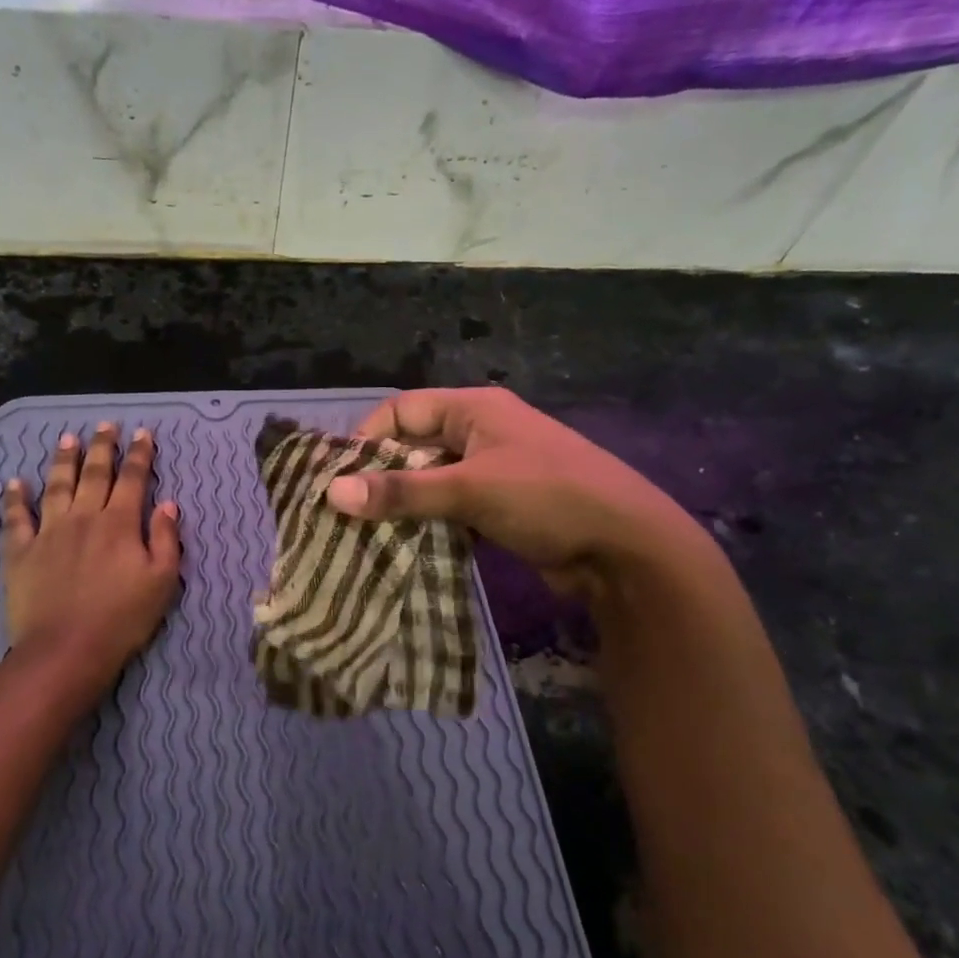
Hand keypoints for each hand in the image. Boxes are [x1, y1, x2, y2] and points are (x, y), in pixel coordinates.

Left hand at [1, 423, 181, 687]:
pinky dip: (15, 497)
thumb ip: (166, 539)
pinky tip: (16, 481)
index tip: (143, 433)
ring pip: (56, 485)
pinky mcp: (20, 551)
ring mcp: (49, 531)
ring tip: (67, 438)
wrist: (66, 648)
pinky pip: (16, 517)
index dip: (139, 454)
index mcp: (120, 523)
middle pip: (94, 473)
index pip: (133, 479)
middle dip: (102, 446)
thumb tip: (169, 503)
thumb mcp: (162, 581)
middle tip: (105, 425)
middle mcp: (84, 517)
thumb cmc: (122, 618)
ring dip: (63, 459)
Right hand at [324, 387, 710, 593]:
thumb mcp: (470, 489)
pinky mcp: (503, 507)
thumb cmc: (547, 498)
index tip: (340, 478)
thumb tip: (331, 492)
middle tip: (346, 512)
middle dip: (381, 477)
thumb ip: (402, 492)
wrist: (627, 547)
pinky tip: (406, 548)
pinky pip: (452, 508)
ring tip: (367, 535)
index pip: (402, 410)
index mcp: (474, 409)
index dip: (367, 438)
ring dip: (404, 505)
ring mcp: (494, 471)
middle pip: (415, 446)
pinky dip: (430, 524)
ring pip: (432, 481)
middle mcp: (481, 432)